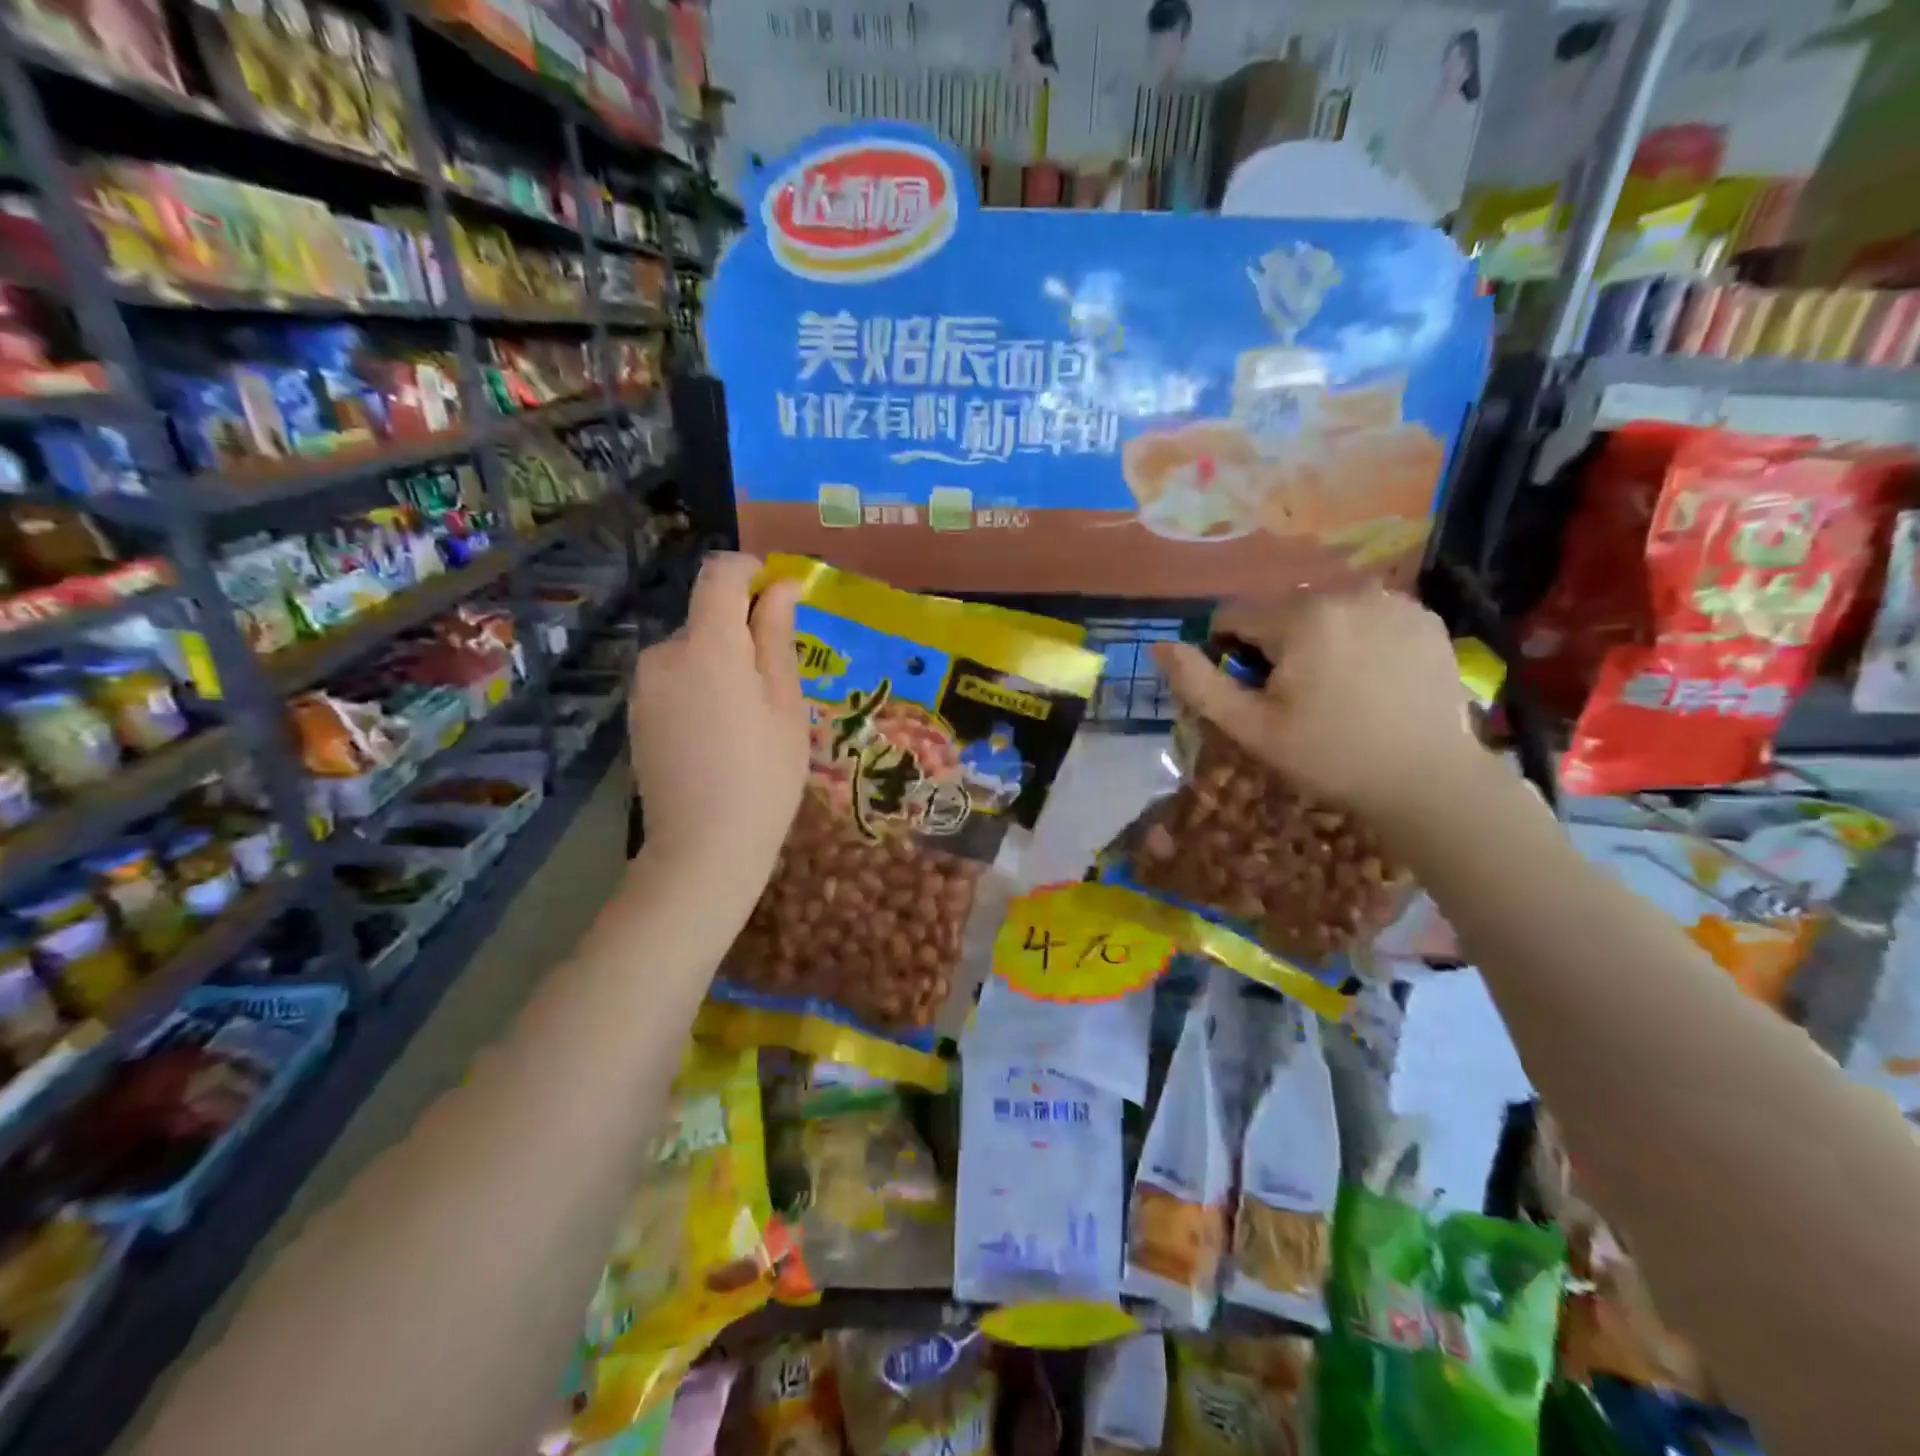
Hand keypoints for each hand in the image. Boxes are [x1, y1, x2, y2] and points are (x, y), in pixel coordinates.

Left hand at [629, 553, 807, 885]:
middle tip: (777, 686)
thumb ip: (777, 637)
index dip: (751, 573)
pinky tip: (719, 736)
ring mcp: (644, 686)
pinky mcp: (637, 713)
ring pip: (691, 650)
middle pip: (707, 616)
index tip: (779, 598)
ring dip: (722, 663)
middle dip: (742, 633)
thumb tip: (781, 586)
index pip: (719, 575)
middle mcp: (664, 654)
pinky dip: (700, 687)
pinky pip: (675, 679)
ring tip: (749, 720)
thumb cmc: (765, 775)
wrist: (704, 848)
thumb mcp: (786, 704)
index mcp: (708, 646)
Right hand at [1151, 589, 1485, 825]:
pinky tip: (1373, 680)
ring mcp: (1394, 602)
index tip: (1250, 692)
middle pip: (1283, 613)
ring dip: (1318, 641)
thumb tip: (1161, 646)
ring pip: (1327, 613)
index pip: (1235, 616)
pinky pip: (1369, 618)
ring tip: (1338, 690)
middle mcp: (1348, 593)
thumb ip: (1200, 684)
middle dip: (1277, 647)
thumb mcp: (1252, 728)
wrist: (1430, 782)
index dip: (1229, 653)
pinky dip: (1360, 640)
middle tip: (1296, 699)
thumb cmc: (1330, 757)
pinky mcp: (1426, 619)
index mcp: (1301, 617)